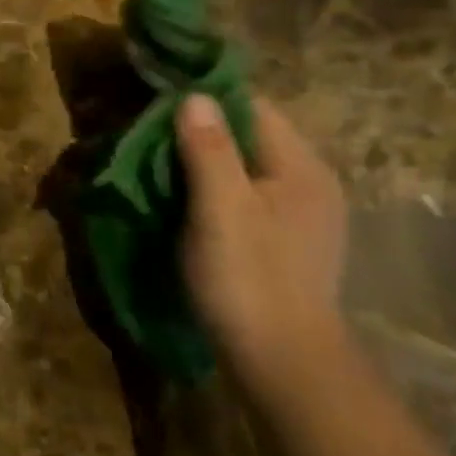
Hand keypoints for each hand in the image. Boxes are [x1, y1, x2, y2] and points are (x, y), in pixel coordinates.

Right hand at [175, 94, 348, 374]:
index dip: (204, 100)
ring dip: (203, 162)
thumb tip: (194, 95)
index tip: (154, 107)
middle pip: (250, 135)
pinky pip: (246, 194)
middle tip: (146, 140)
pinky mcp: (286, 239)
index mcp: (300, 167)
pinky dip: (214, 189)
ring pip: (245, 166)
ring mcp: (301, 213)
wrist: (282, 359)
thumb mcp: (220, 209)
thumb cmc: (247, 278)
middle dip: (199, 131)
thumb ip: (209, 150)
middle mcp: (309, 182)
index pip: (253, 106)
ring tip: (157, 169)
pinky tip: (185, 204)